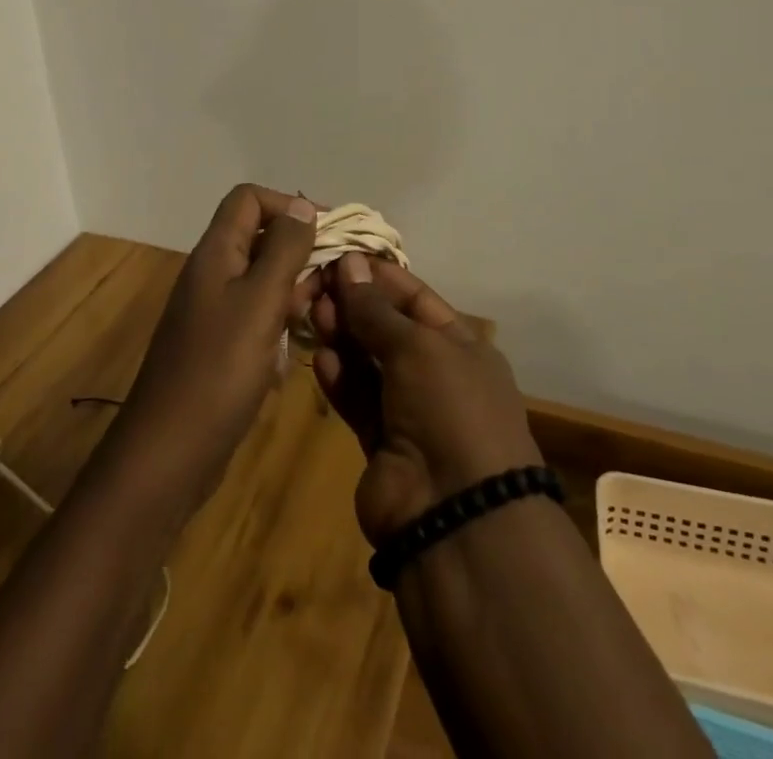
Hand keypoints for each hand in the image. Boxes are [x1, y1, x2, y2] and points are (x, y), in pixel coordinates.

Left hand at [117, 185, 318, 507]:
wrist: (169, 452)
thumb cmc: (218, 369)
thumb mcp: (259, 302)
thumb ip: (283, 250)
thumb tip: (300, 205)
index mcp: (216, 252)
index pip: (249, 199)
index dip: (288, 205)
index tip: (329, 231)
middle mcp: (213, 273)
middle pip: (260, 238)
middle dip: (300, 251)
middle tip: (335, 280)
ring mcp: (214, 311)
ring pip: (262, 280)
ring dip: (294, 290)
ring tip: (320, 315)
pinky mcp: (220, 345)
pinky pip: (257, 317)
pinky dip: (280, 324)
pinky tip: (296, 350)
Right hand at [312, 254, 543, 545]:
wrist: (457, 516)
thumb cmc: (450, 408)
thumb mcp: (417, 347)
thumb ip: (376, 309)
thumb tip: (349, 262)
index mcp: (461, 344)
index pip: (414, 297)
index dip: (378, 276)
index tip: (339, 256)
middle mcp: (436, 374)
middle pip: (387, 328)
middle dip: (354, 305)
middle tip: (314, 284)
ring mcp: (408, 410)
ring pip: (368, 362)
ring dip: (342, 336)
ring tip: (312, 313)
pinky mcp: (381, 442)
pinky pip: (357, 398)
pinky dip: (339, 377)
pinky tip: (320, 358)